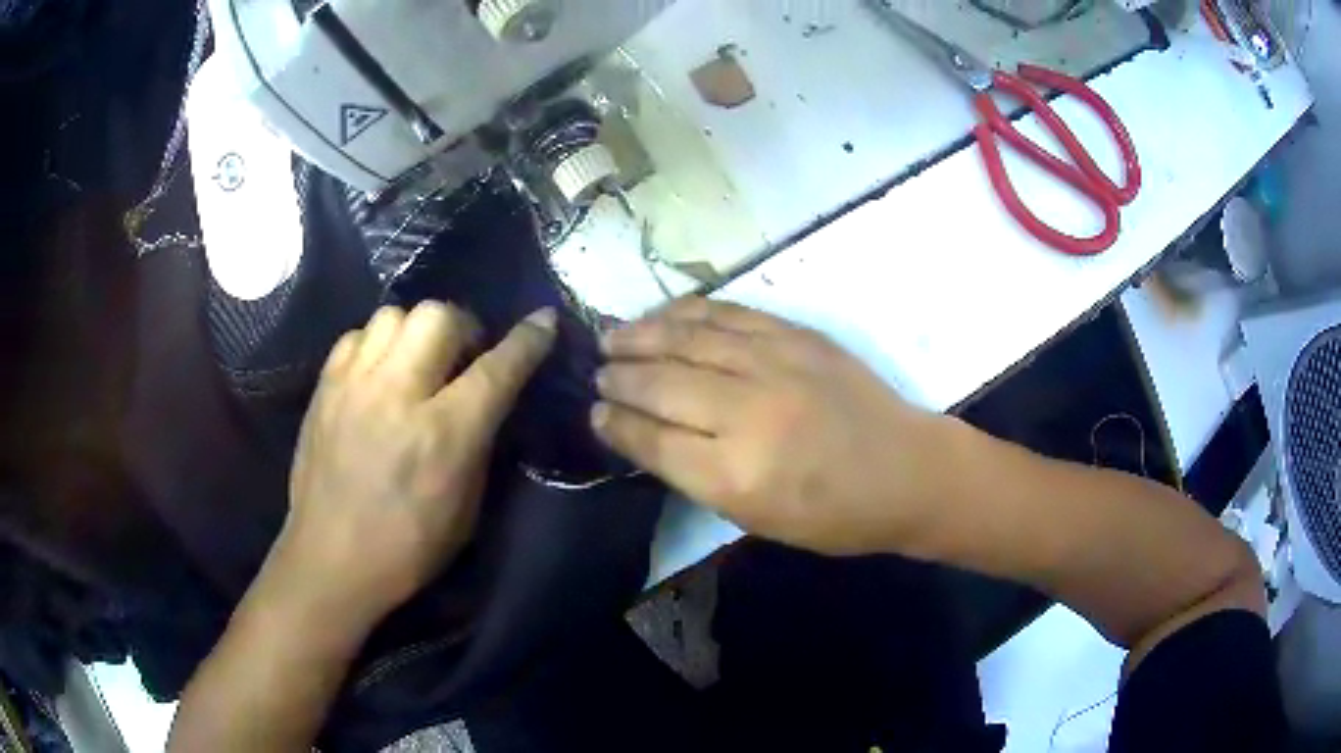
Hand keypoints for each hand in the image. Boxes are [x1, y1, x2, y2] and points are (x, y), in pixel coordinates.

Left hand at [272, 302, 556, 629]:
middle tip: (464, 355)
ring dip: (418, 330)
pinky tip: (379, 372)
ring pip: (395, 314)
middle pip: (439, 316)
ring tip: (418, 360)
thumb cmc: (408, 548)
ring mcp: (354, 385)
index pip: (496, 369)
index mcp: (443, 435)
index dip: (527, 340)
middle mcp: (397, 395)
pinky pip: (357, 335)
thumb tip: (490, 400)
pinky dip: (377, 344)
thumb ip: (480, 444)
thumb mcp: (467, 509)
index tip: (544, 321)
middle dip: (464, 327)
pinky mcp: (324, 387)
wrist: (330, 559)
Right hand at [594, 298, 956, 556]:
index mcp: (735, 475)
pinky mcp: (796, 335)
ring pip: (687, 339)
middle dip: (619, 376)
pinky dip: (688, 311)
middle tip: (596, 371)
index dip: (616, 423)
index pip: (653, 440)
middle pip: (661, 383)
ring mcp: (774, 364)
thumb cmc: (833, 514)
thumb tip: (645, 436)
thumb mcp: (756, 518)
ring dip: (641, 334)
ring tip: (611, 335)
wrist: (906, 470)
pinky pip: (728, 313)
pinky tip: (663, 313)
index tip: (594, 413)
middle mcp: (747, 412)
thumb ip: (696, 476)